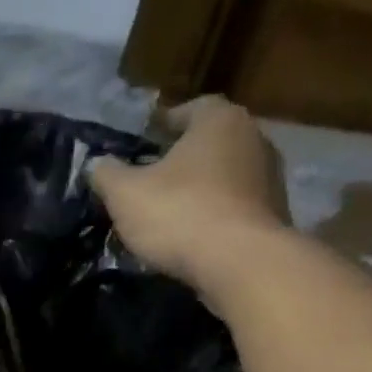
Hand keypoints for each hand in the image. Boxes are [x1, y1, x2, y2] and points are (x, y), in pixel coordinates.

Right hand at [89, 96, 290, 289]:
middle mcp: (253, 138)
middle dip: (181, 158)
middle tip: (150, 178)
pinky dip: (214, 214)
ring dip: (199, 188)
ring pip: (224, 175)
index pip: (190, 109)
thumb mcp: (125, 194)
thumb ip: (107, 174)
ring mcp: (270, 177)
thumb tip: (97, 165)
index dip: (164, 124)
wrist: (240, 263)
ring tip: (169, 211)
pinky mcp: (274, 214)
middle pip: (209, 143)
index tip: (144, 142)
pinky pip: (235, 206)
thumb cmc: (179, 213)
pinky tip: (192, 235)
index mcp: (219, 121)